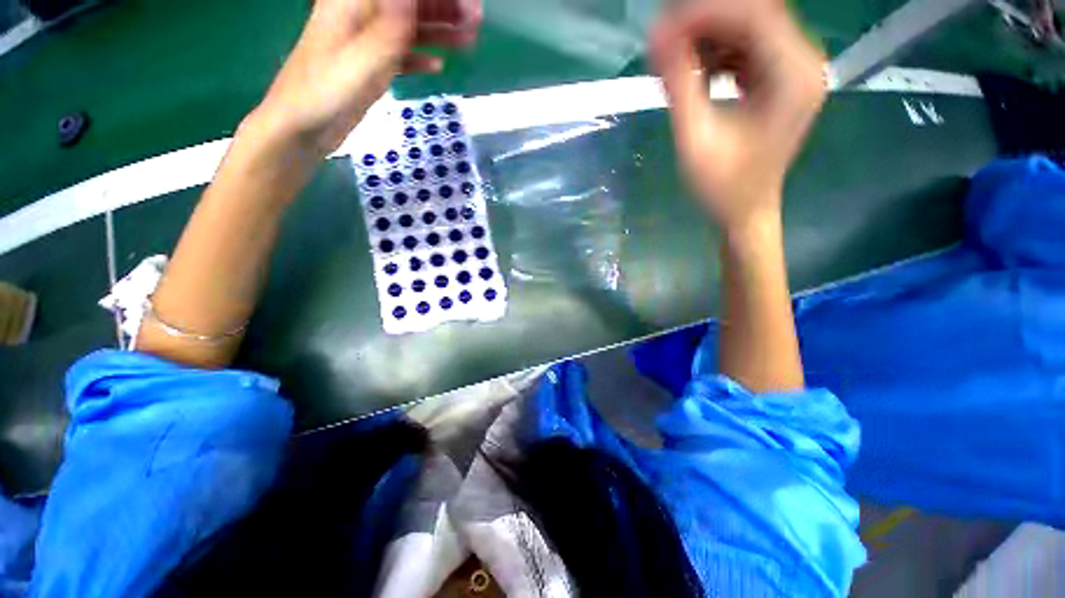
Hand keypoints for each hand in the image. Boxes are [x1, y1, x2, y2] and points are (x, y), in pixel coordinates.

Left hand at [250, 0, 481, 156]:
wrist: (302, 126)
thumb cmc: (326, 90)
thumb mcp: (361, 56)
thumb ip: (390, 24)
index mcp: (355, 1)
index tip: (467, 6)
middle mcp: (362, 14)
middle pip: (408, 3)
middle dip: (443, 7)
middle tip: (474, 23)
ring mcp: (366, 41)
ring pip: (408, 28)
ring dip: (438, 32)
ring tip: (467, 42)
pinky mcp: (370, 65)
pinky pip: (400, 54)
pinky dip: (419, 58)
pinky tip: (437, 67)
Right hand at [651, 0, 824, 237]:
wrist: (745, 212)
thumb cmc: (723, 187)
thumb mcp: (695, 140)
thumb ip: (680, 86)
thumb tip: (656, 38)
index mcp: (794, 77)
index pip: (754, 15)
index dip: (704, 14)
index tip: (662, 29)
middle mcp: (803, 63)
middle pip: (754, 13)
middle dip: (704, 21)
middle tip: (663, 40)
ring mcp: (794, 70)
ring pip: (749, 27)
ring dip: (708, 36)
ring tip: (671, 58)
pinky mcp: (780, 79)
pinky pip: (748, 48)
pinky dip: (717, 53)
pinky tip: (693, 71)